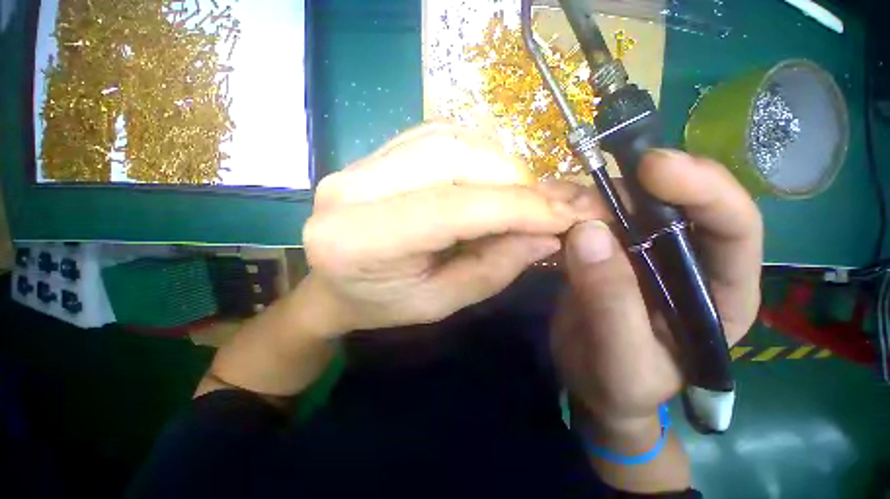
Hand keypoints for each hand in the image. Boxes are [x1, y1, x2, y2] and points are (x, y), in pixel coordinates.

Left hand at [302, 122, 592, 335]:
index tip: (566, 215)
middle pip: (451, 157)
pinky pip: (437, 136)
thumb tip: (548, 233)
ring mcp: (359, 163)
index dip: (516, 208)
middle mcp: (352, 189)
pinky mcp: (373, 154)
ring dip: (498, 164)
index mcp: (359, 240)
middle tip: (545, 206)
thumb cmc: (382, 305)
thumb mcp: (440, 303)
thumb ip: (493, 268)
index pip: (451, 207)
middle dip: (512, 179)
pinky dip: (477, 153)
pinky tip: (489, 179)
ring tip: (519, 196)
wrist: (334, 286)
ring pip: (448, 139)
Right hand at [551, 150, 762, 436]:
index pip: (733, 226)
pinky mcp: (604, 251)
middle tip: (585, 184)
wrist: (590, 383)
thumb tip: (587, 233)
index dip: (703, 187)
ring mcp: (640, 252)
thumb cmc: (619, 384)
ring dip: (593, 196)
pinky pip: (591, 220)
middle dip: (632, 186)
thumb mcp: (621, 358)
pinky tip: (551, 209)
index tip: (654, 166)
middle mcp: (684, 260)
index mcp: (719, 291)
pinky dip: (571, 211)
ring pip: (624, 205)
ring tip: (557, 199)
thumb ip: (611, 302)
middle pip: (673, 202)